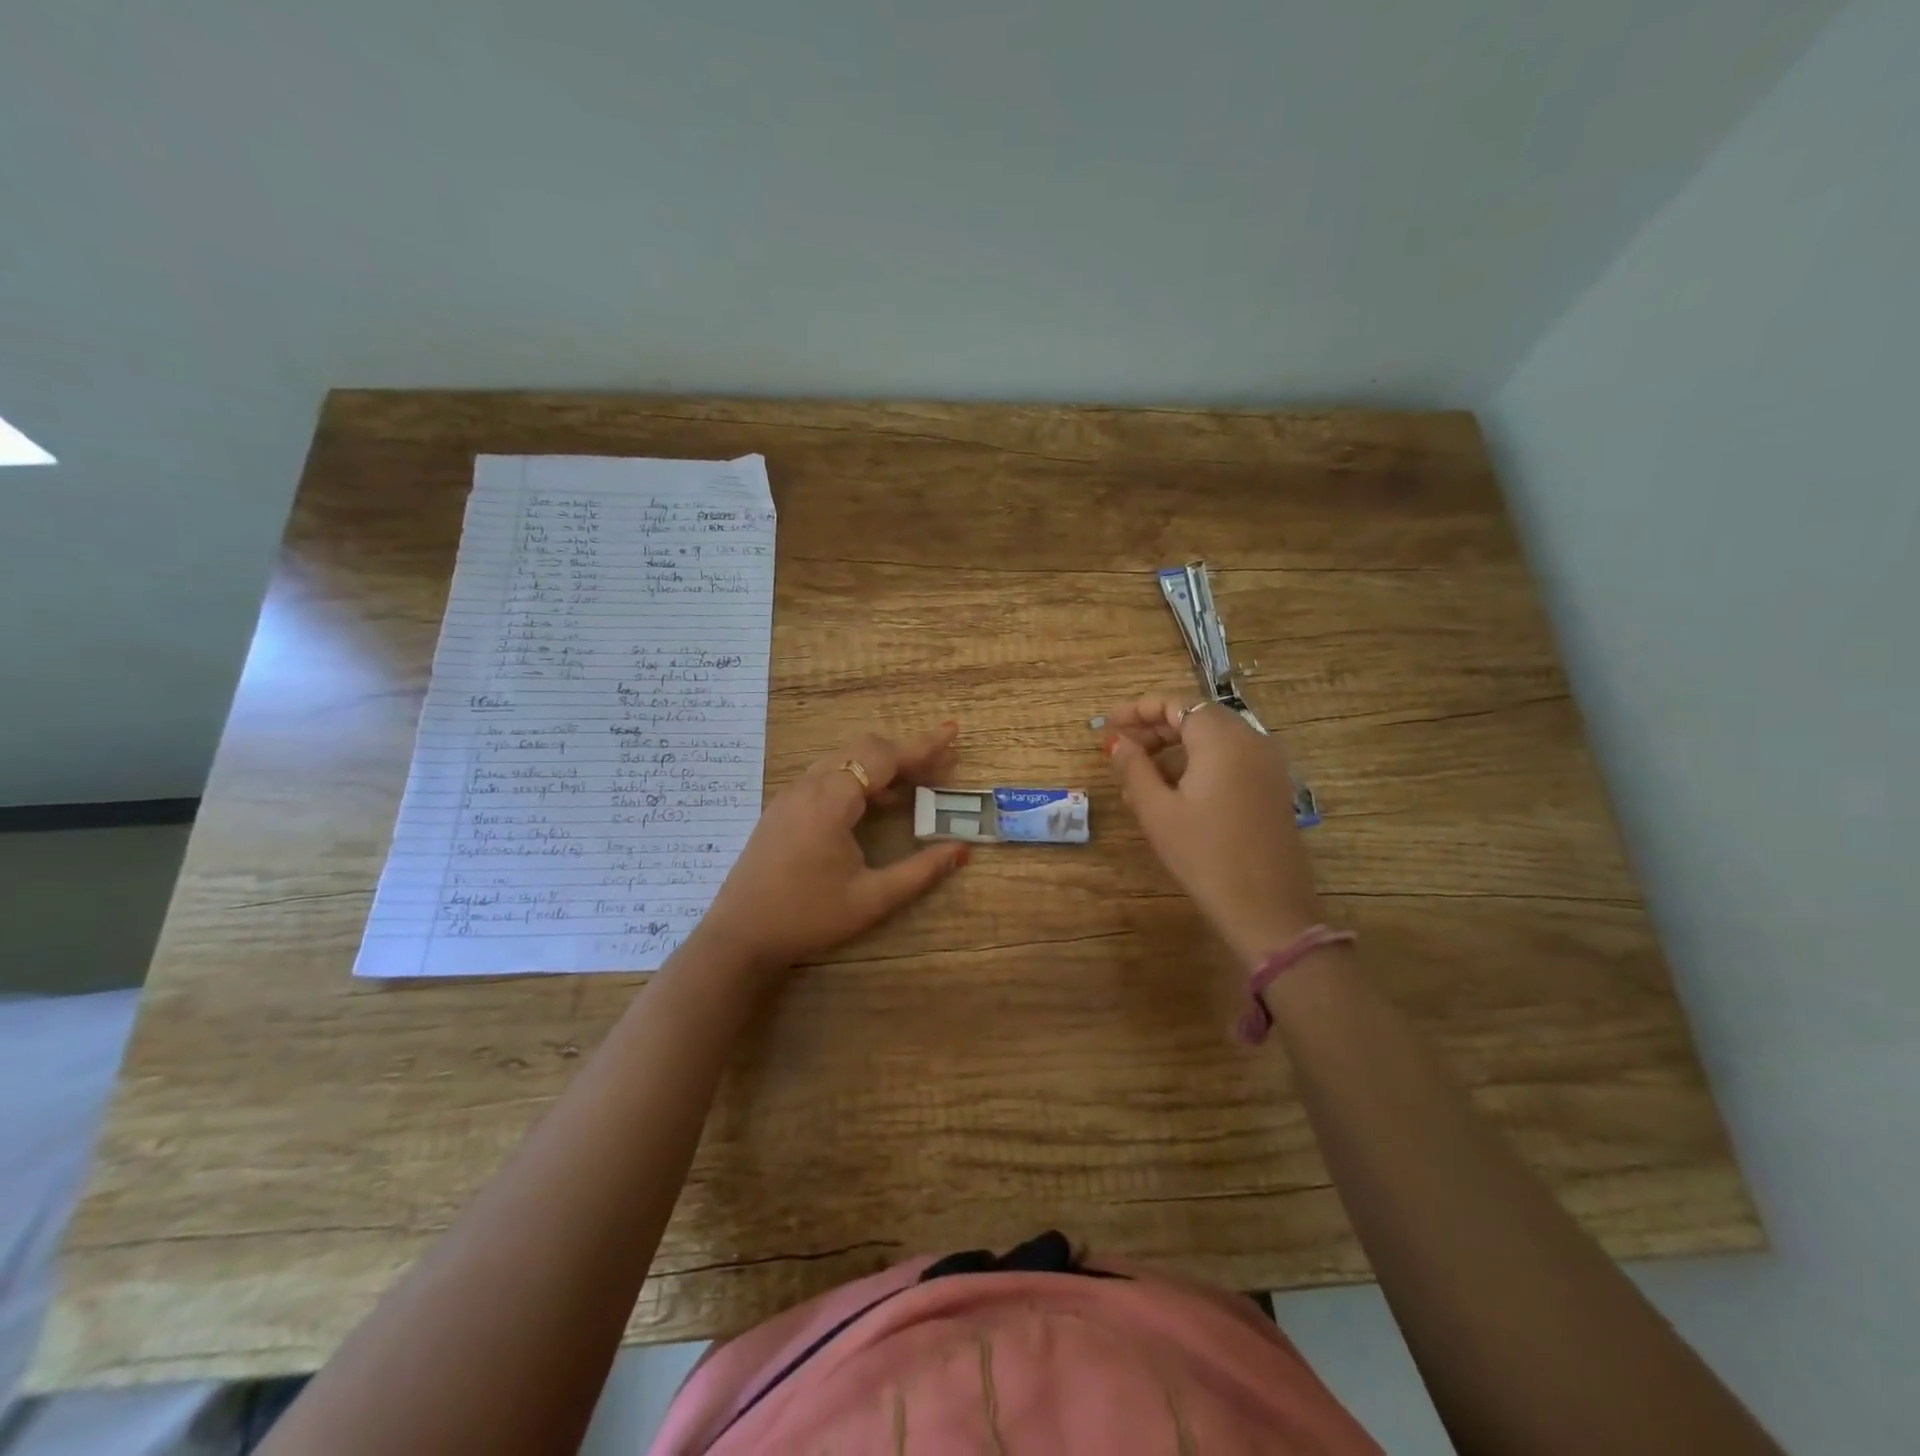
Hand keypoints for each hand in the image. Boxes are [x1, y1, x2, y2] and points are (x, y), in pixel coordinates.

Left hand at [693, 723, 969, 978]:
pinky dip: (857, 777)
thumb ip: (920, 872)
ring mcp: (790, 795)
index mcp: (830, 802)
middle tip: (940, 767)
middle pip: (864, 749)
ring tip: (915, 785)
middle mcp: (808, 787)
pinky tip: (875, 804)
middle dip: (905, 753)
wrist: (739, 937)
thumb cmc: (807, 918)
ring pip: (843, 759)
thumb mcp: (871, 899)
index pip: (884, 757)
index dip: (922, 745)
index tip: (952, 730)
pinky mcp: (782, 808)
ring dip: (881, 765)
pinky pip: (826, 775)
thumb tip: (961, 850)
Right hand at [1102, 693, 1321, 964]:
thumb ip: (1133, 767)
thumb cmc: (1204, 855)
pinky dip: (1198, 764)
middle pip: (1196, 718)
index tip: (1109, 724)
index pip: (1176, 704)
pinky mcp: (1272, 788)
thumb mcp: (1157, 810)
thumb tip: (1116, 741)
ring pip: (1213, 740)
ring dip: (1174, 750)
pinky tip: (1172, 794)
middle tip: (1120, 750)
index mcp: (1222, 739)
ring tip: (1138, 779)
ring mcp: (1267, 765)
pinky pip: (1230, 760)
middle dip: (1155, 730)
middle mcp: (1250, 740)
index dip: (1138, 710)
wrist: (1266, 907)